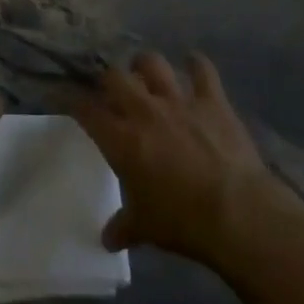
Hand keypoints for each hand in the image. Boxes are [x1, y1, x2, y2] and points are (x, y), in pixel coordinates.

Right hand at [72, 52, 282, 264]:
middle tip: (112, 91)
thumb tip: (107, 240)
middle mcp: (144, 111)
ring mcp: (178, 101)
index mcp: (121, 140)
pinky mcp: (212, 100)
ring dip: (146, 65)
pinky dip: (196, 65)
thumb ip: (124, 227)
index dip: (73, 101)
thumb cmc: (182, 221)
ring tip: (145, 72)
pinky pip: (202, 70)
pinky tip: (193, 64)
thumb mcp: (145, 229)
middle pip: (115, 77)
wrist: (236, 211)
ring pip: (152, 63)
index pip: (86, 110)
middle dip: (109, 80)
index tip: (67, 98)